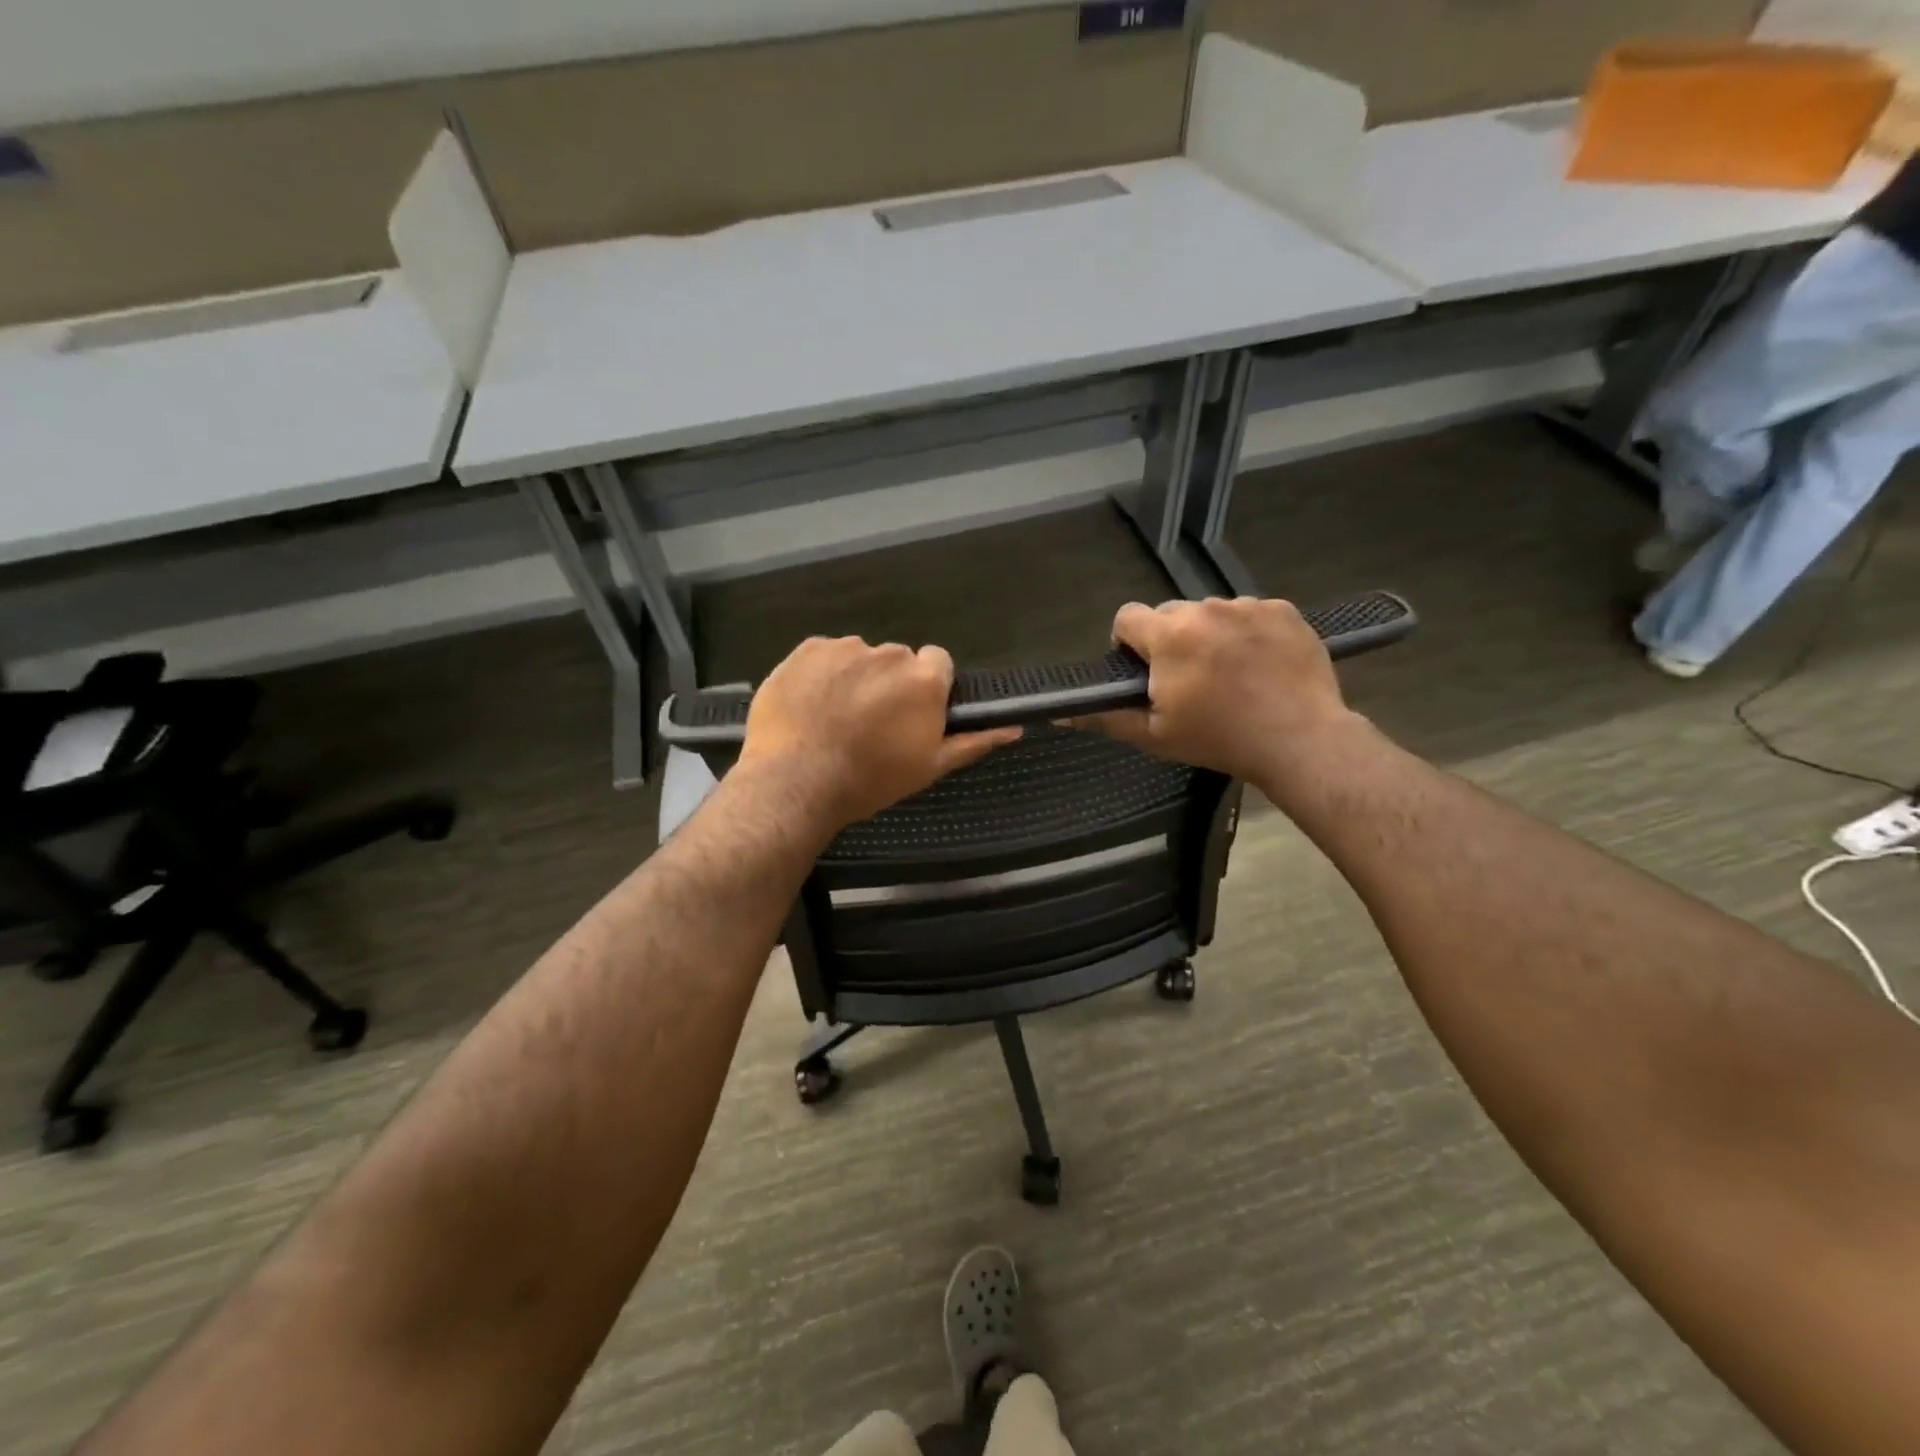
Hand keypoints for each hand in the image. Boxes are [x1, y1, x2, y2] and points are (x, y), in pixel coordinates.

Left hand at [738, 637, 1020, 834]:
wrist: (795, 782)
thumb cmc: (870, 780)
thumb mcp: (929, 767)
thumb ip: (973, 741)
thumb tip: (1014, 727)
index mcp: (924, 679)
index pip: (938, 663)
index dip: (927, 688)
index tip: (912, 714)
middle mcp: (889, 653)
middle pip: (898, 660)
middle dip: (890, 683)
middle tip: (872, 722)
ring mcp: (845, 648)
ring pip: (860, 656)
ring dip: (855, 677)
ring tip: (835, 717)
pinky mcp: (806, 649)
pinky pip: (825, 655)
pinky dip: (822, 674)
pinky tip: (811, 706)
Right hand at [1071, 598, 1356, 784]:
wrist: (1301, 740)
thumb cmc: (1219, 739)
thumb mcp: (1154, 736)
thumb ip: (1105, 718)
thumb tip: (1060, 716)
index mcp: (1169, 635)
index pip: (1126, 616)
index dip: (1128, 643)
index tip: (1144, 671)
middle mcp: (1206, 609)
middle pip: (1170, 613)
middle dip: (1170, 640)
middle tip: (1188, 680)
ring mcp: (1249, 606)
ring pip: (1211, 613)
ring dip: (1209, 635)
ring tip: (1230, 674)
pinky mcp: (1284, 610)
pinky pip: (1250, 614)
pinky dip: (1247, 633)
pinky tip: (1259, 665)